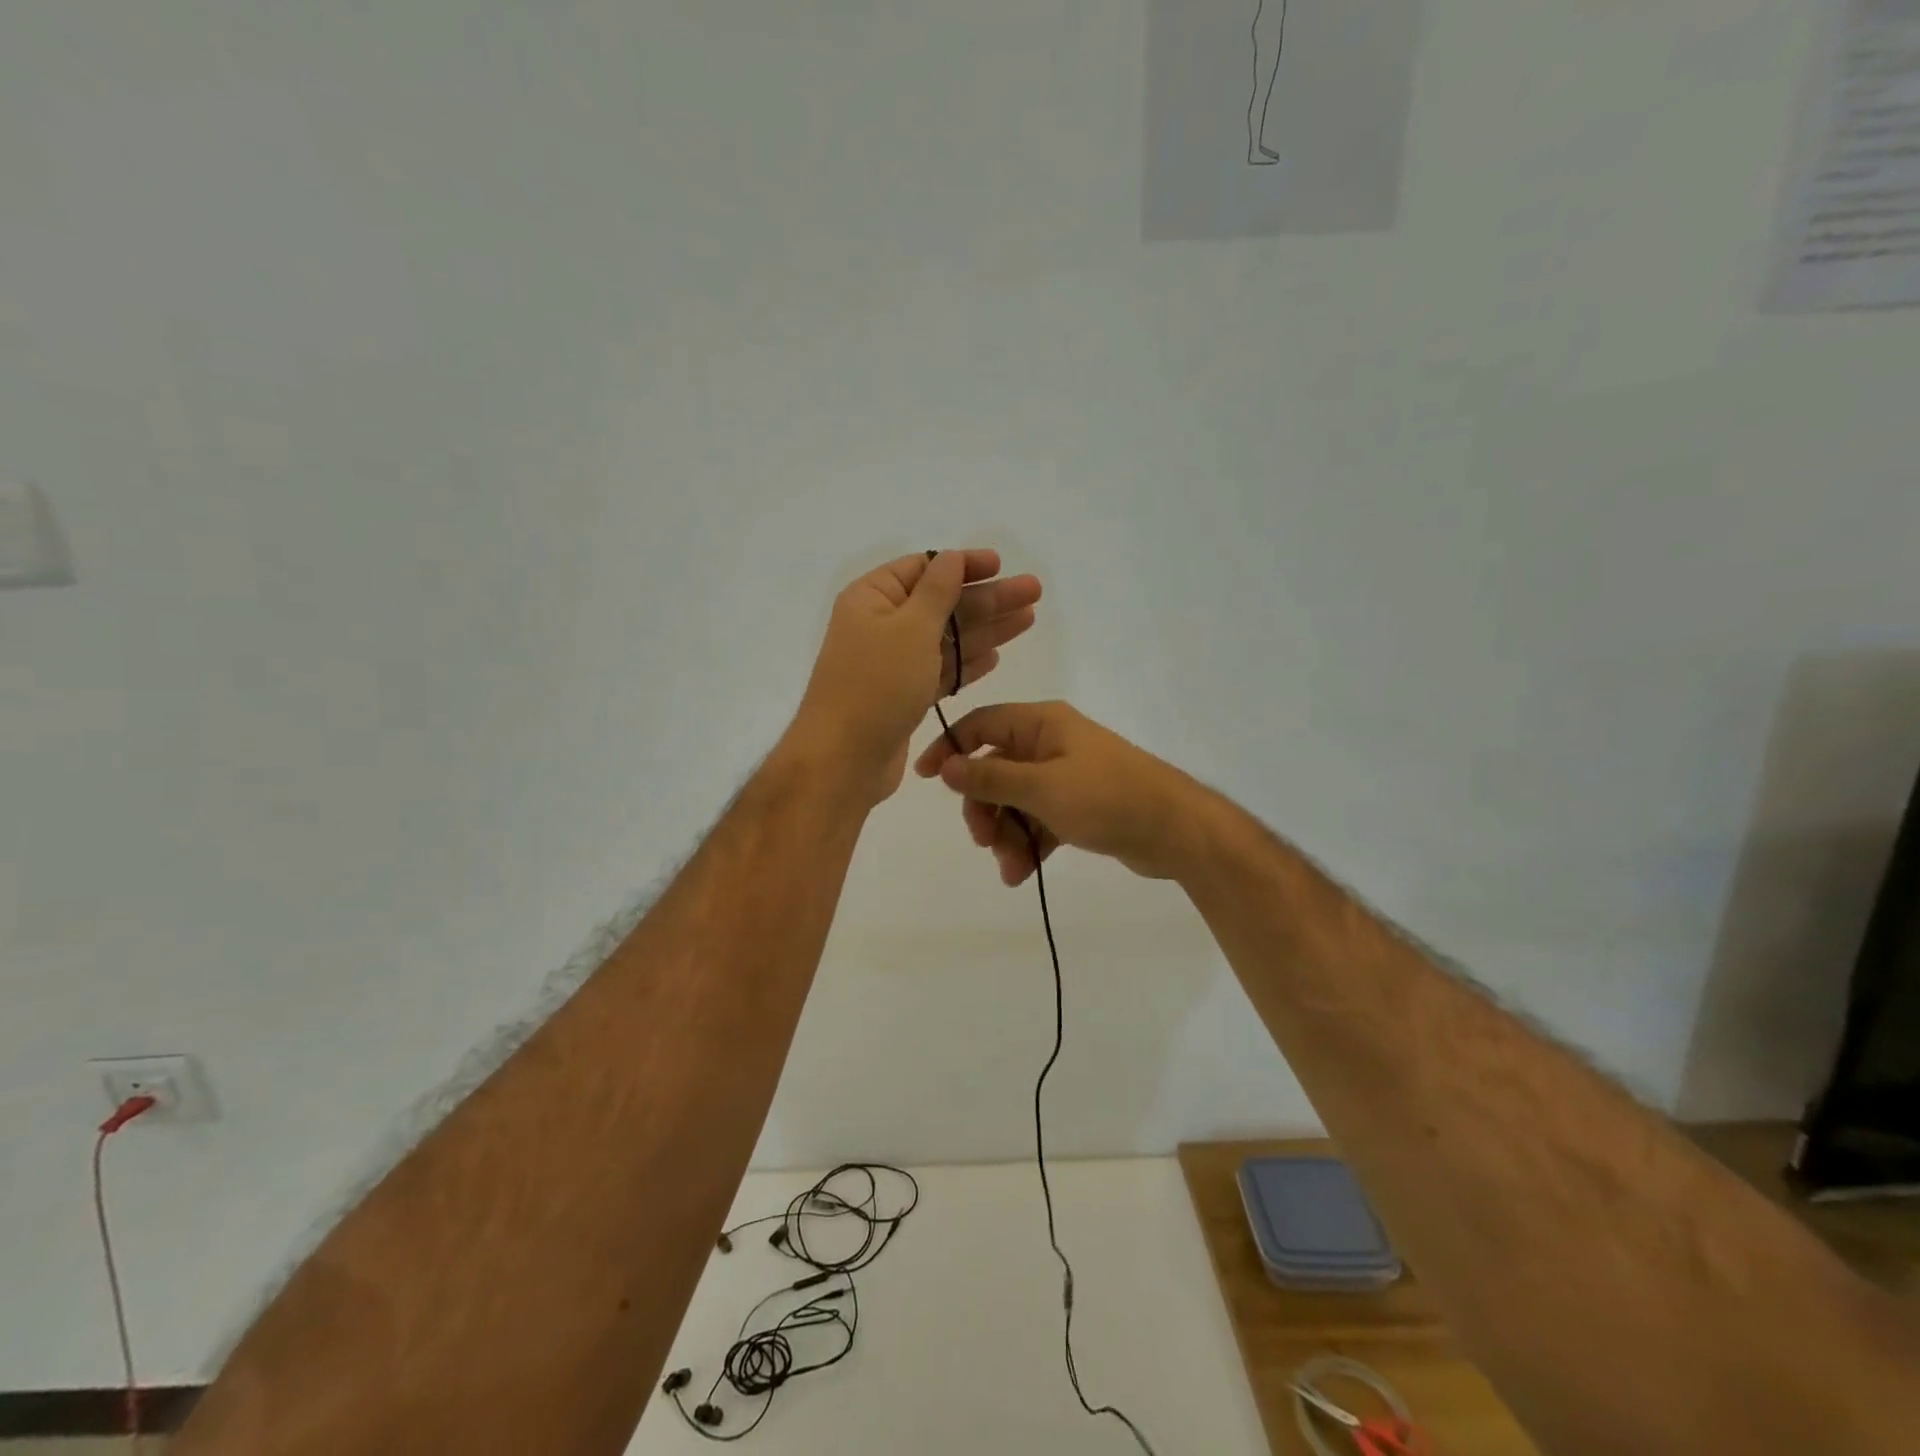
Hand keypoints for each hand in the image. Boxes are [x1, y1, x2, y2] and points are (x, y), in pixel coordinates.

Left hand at [788, 550, 1040, 806]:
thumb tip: (953, 556)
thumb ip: (937, 591)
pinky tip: (995, 656)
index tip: (1000, 564)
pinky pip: (941, 670)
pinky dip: (966, 664)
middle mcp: (880, 625)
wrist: (844, 759)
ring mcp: (892, 663)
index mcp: (872, 598)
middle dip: (988, 598)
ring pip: (947, 639)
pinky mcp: (904, 696)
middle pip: (942, 604)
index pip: (923, 568)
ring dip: (986, 629)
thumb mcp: (910, 628)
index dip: (964, 565)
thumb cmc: (876, 685)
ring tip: (1028, 619)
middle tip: (1033, 591)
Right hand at [913, 701, 1203, 883]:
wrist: (1176, 831)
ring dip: (1006, 835)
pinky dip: (1028, 845)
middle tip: (984, 840)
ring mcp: (1066, 777)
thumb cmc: (1107, 798)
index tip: (926, 779)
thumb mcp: (1042, 788)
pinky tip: (1023, 874)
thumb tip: (946, 766)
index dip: (950, 748)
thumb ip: (990, 778)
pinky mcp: (1078, 807)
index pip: (981, 726)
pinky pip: (1038, 822)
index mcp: (1042, 724)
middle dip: (984, 808)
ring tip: (1010, 868)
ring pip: (1015, 802)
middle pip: (995, 770)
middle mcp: (1051, 744)